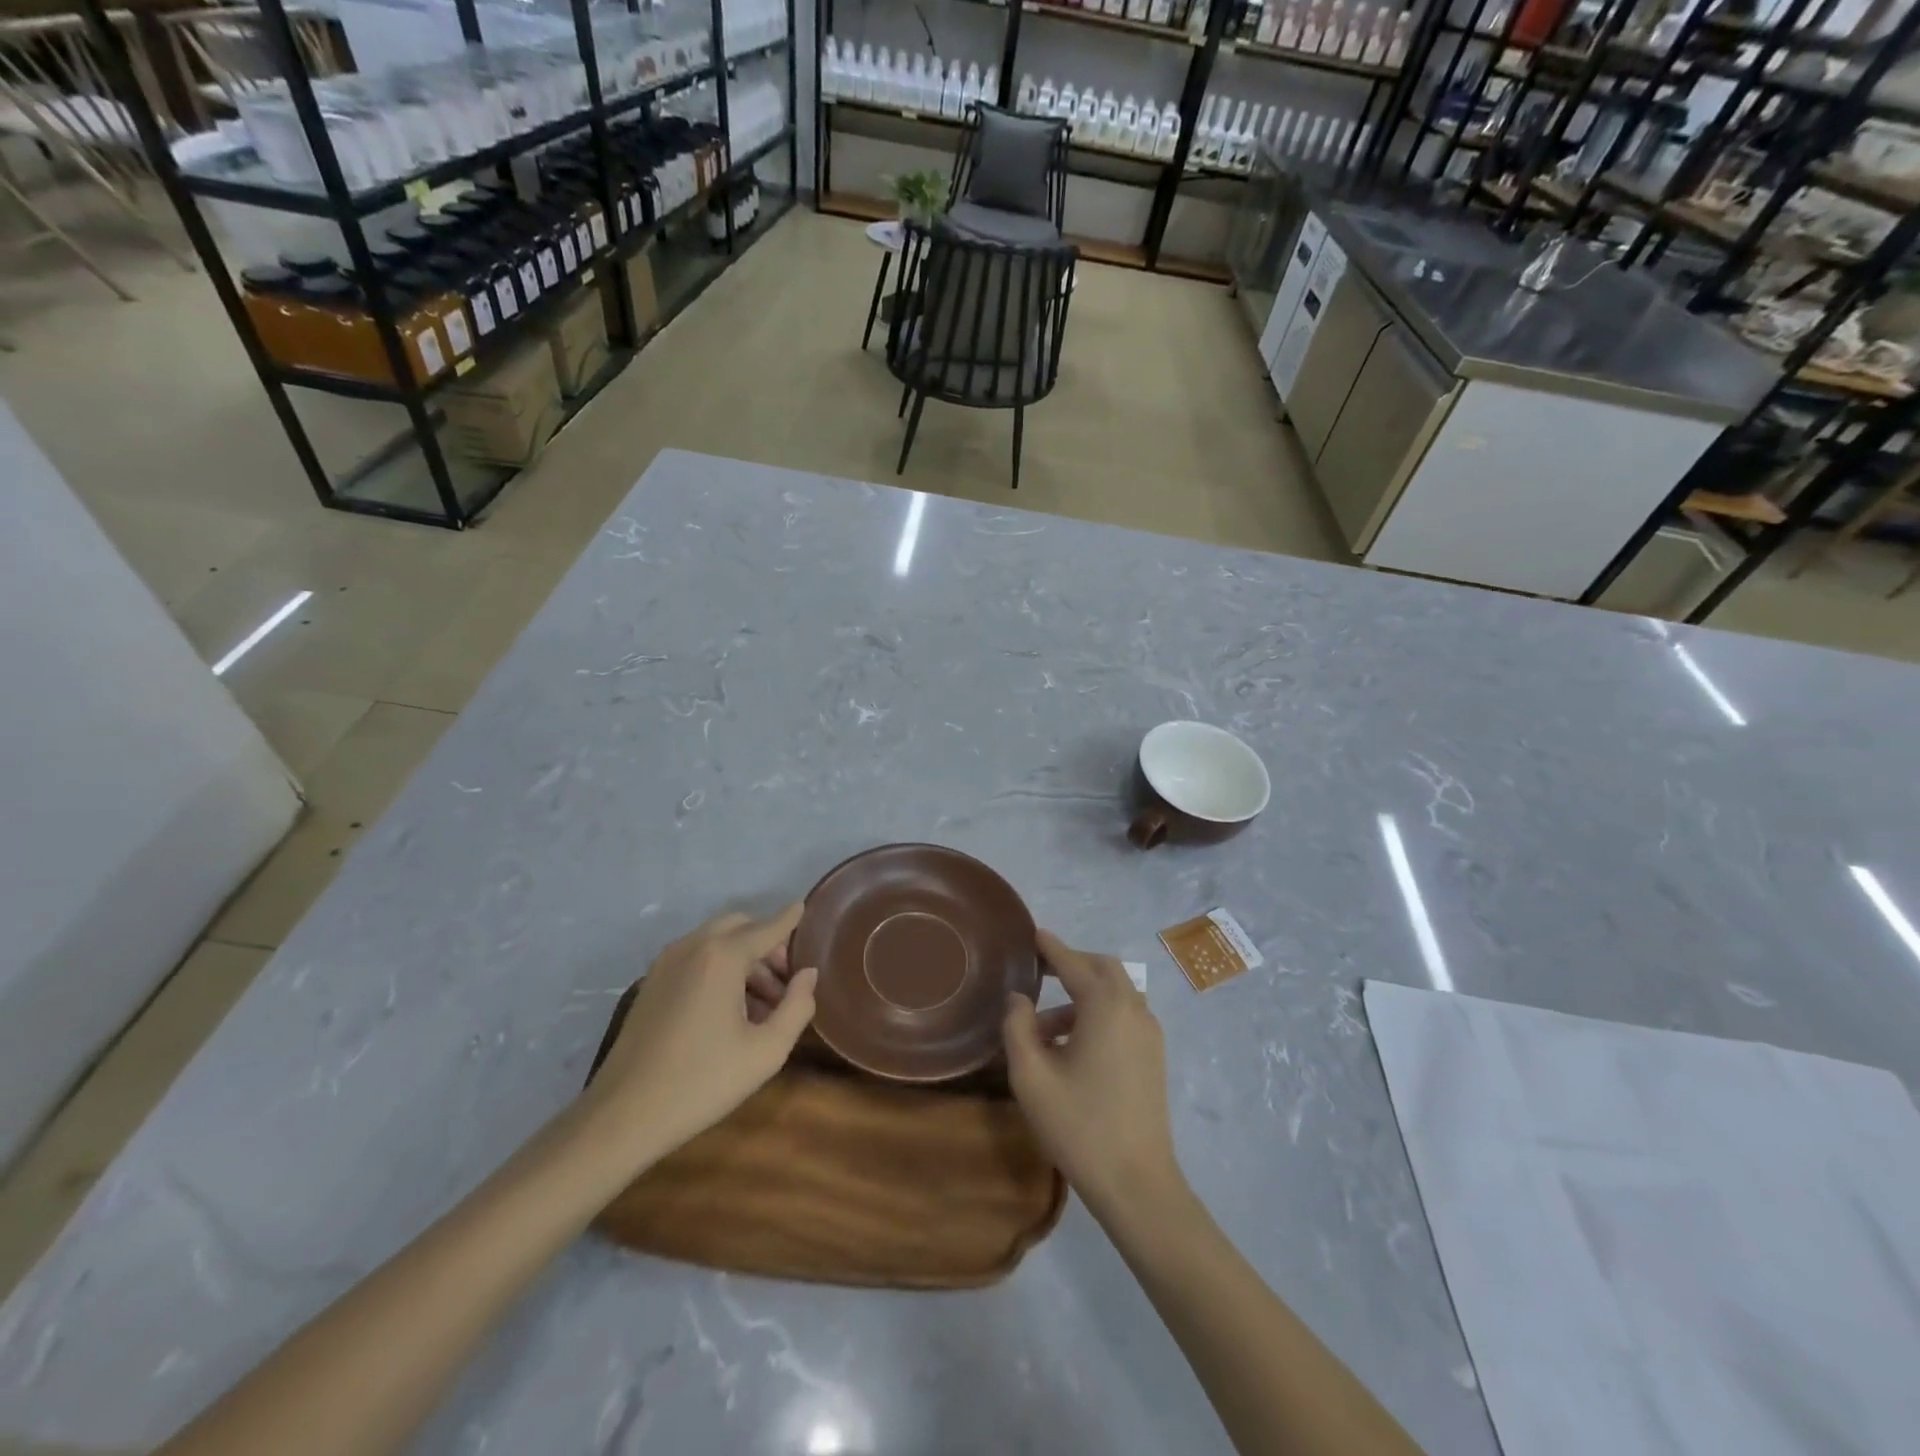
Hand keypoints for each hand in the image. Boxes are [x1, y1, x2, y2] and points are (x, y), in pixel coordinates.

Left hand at [583, 904, 817, 1171]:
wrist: (622, 1116)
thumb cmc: (702, 1081)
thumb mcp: (766, 1051)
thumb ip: (797, 1007)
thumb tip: (807, 975)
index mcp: (722, 956)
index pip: (767, 927)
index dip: (789, 919)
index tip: (804, 907)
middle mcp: (692, 947)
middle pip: (739, 927)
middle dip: (767, 944)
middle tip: (786, 982)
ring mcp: (666, 964)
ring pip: (715, 942)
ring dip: (744, 959)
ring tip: (762, 1005)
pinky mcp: (651, 983)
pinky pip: (695, 958)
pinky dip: (719, 967)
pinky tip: (728, 1010)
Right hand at [1004, 930, 1180, 1215]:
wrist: (1137, 1183)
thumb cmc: (1079, 1126)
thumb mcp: (1031, 1076)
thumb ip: (1018, 1027)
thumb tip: (1019, 998)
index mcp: (1105, 1005)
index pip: (1072, 962)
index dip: (1050, 947)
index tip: (1031, 934)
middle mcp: (1133, 1008)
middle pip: (1102, 968)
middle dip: (1071, 964)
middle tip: (1038, 971)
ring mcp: (1149, 1033)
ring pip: (1115, 992)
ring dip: (1082, 995)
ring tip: (1043, 1028)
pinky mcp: (1154, 1056)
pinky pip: (1124, 1015)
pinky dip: (1098, 1014)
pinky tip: (1071, 1047)